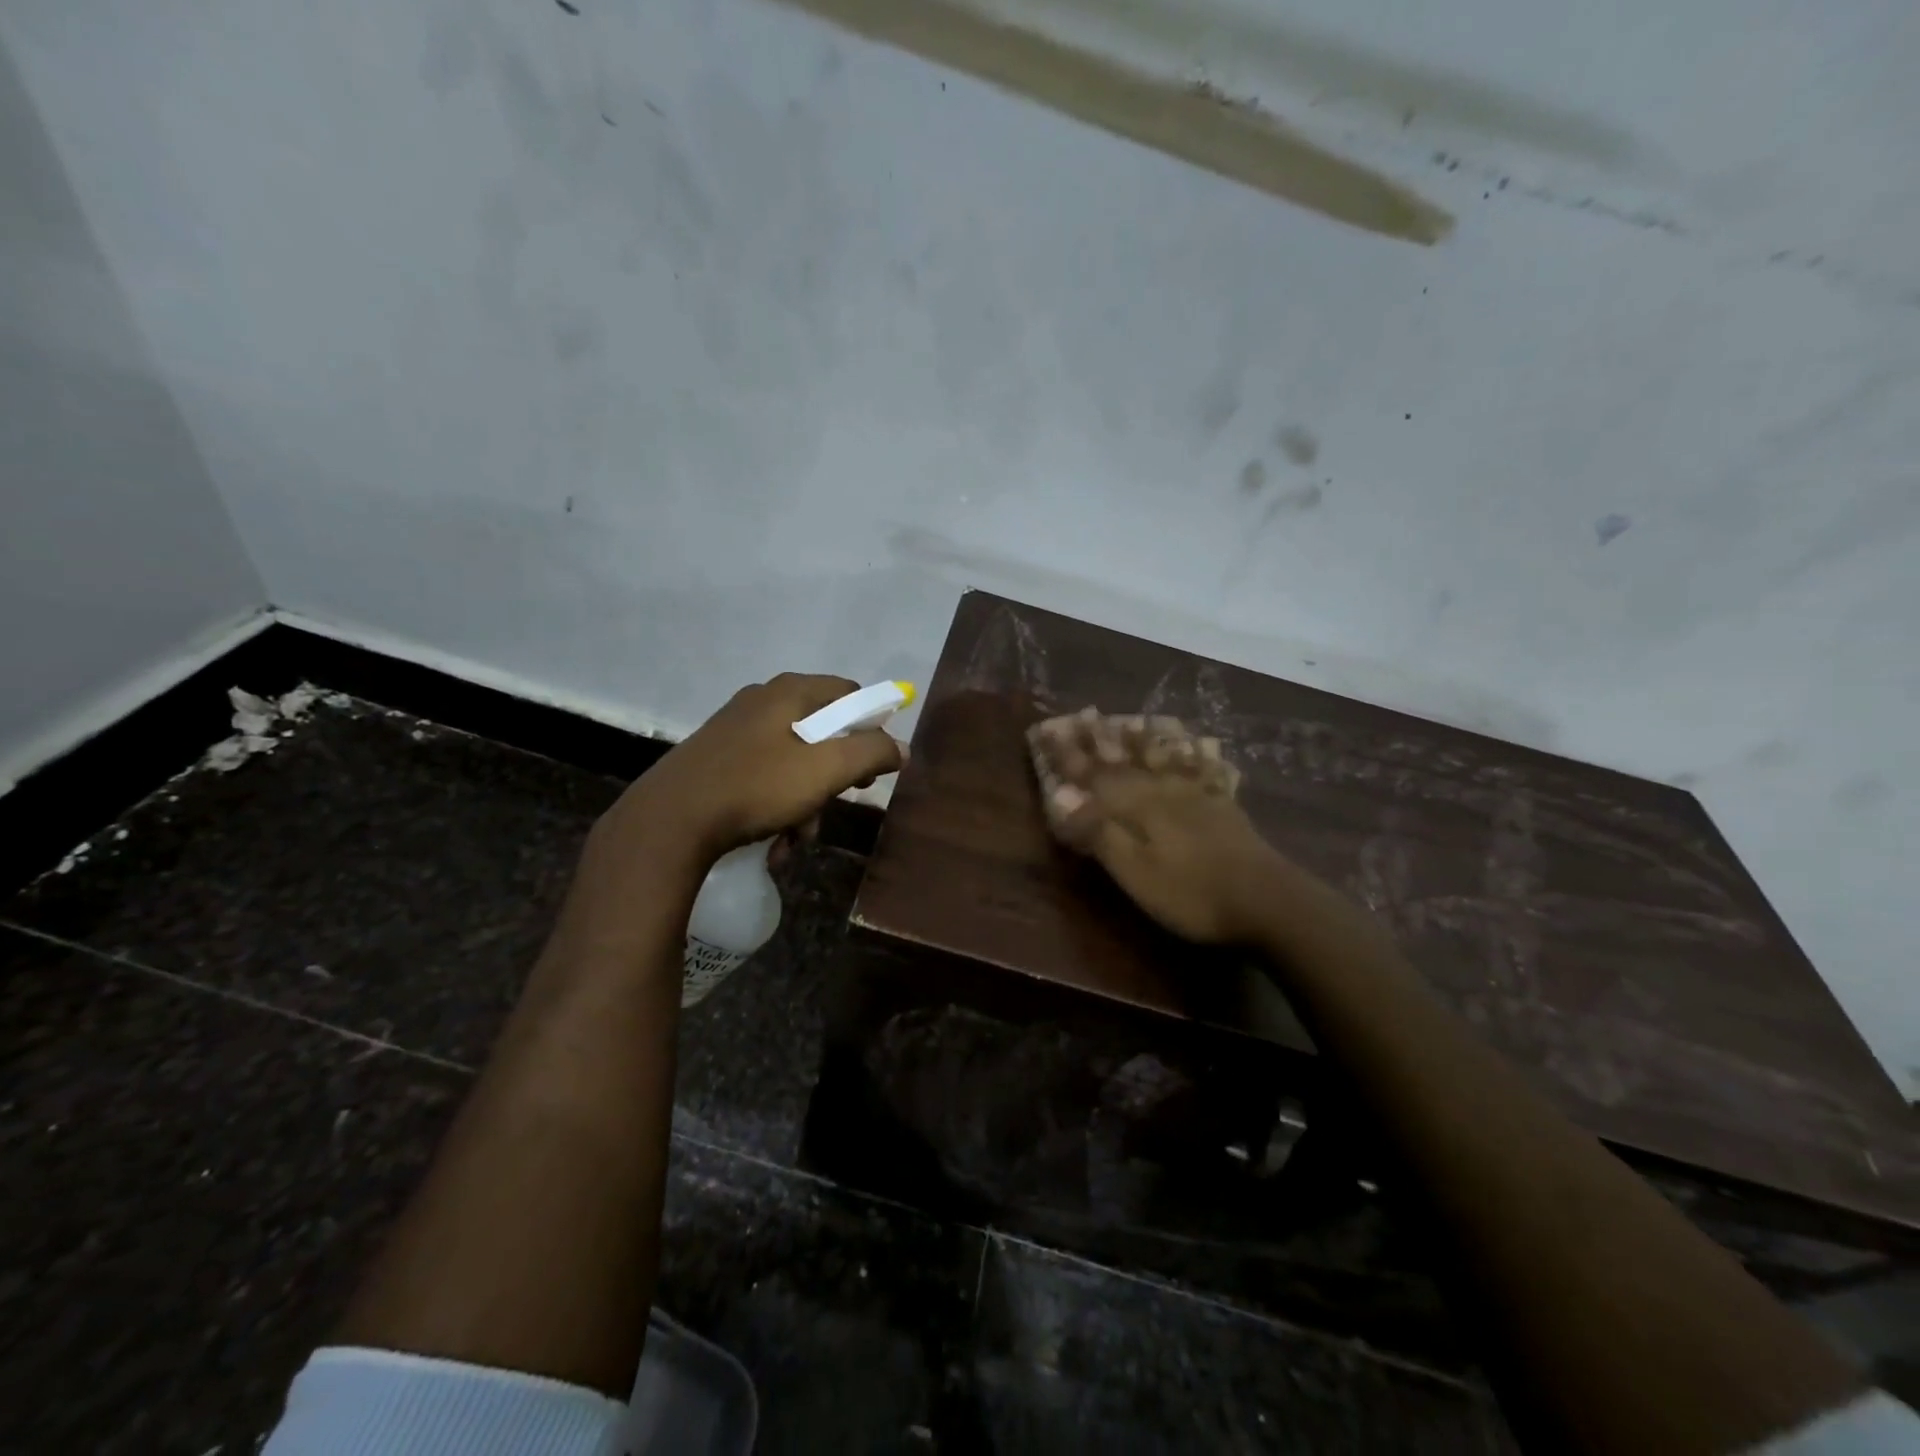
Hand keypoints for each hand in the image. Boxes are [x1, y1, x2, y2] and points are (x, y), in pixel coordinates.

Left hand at [611, 673, 905, 862]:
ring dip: (806, 801)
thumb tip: (901, 747)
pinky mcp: (716, 761)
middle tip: (837, 803)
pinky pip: (764, 779)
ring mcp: (734, 731)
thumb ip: (870, 753)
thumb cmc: (755, 787)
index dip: (870, 726)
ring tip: (798, 837)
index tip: (872, 766)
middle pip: (821, 731)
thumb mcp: (825, 770)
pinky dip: (776, 807)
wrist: (669, 823)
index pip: (849, 693)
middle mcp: (760, 702)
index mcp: (788, 692)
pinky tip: (773, 841)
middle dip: (835, 776)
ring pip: (793, 762)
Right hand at [1032, 712, 1281, 944]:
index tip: (1046, 732)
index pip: (1092, 774)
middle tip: (1084, 714)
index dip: (1067, 756)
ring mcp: (1198, 796)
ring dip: (1146, 739)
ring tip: (1134, 719)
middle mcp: (1164, 790)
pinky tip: (1200, 746)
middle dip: (1101, 739)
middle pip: (1126, 759)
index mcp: (1136, 805)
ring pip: (1166, 758)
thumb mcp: (1134, 871)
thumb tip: (1059, 796)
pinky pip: (1207, 771)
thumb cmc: (1191, 893)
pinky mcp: (1225, 808)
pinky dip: (1197, 755)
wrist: (1267, 901)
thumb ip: (1097, 832)